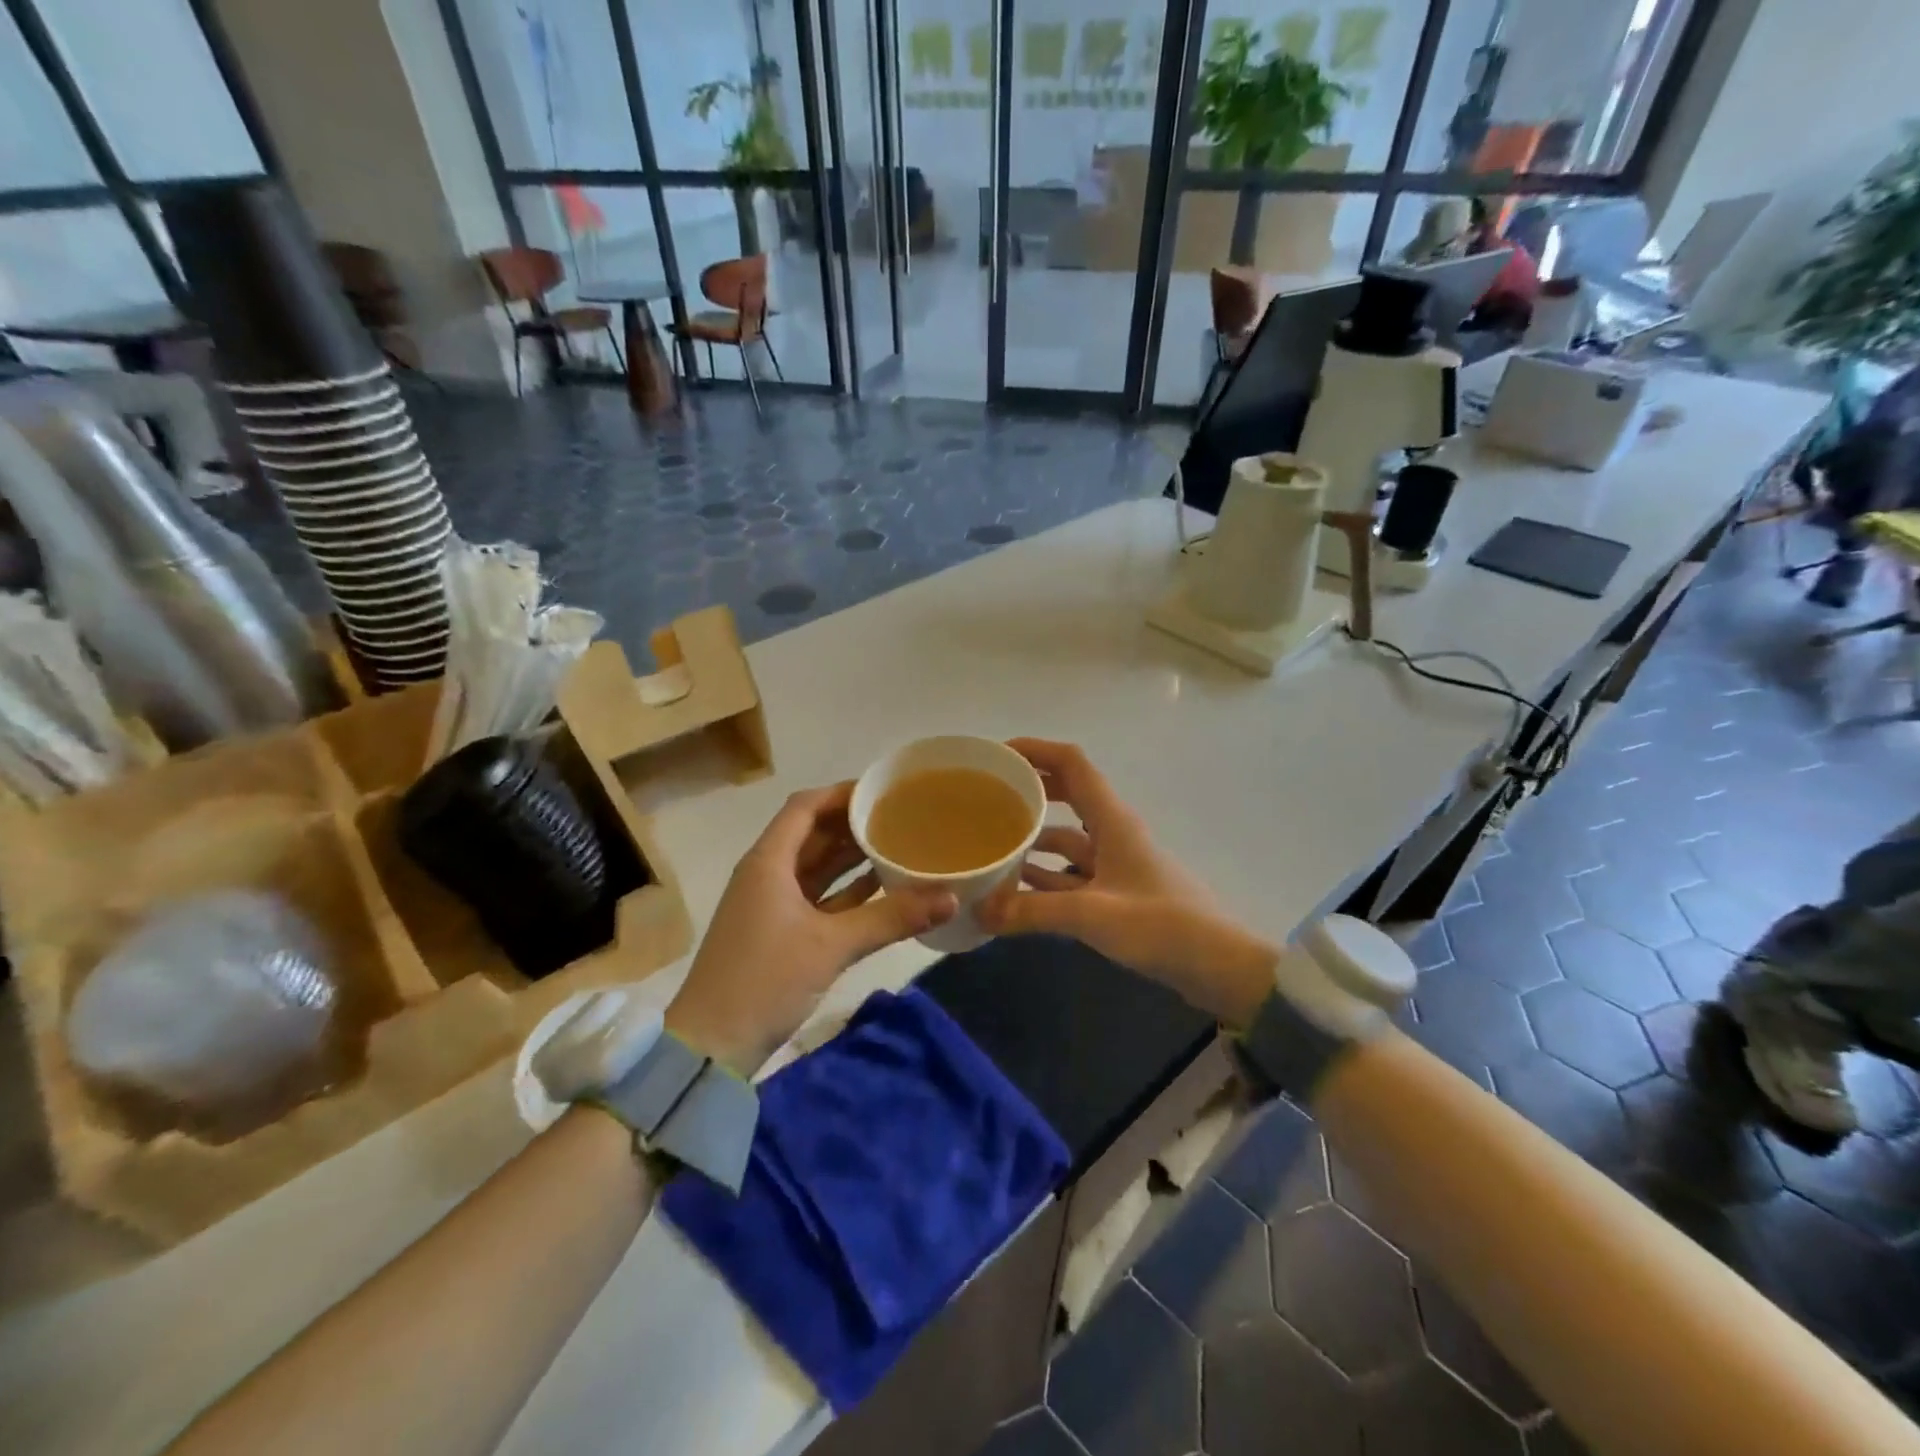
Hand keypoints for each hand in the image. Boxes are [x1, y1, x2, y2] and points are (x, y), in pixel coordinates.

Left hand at [665, 783, 955, 1075]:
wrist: (711, 1046)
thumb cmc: (764, 980)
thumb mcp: (831, 945)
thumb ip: (891, 918)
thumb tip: (950, 898)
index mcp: (768, 862)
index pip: (805, 807)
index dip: (842, 794)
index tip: (884, 791)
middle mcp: (768, 874)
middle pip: (812, 834)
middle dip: (853, 824)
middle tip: (901, 816)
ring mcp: (772, 905)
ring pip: (816, 868)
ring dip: (851, 857)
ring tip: (898, 844)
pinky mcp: (780, 933)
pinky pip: (818, 898)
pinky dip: (846, 890)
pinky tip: (881, 887)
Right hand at [976, 739, 1278, 1027]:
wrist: (1218, 965)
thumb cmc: (1161, 925)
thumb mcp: (1092, 915)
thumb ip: (1033, 911)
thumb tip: (979, 910)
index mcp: (1111, 819)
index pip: (1071, 763)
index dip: (1035, 749)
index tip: (996, 756)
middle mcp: (1112, 832)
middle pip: (1066, 794)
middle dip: (1029, 790)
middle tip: (986, 798)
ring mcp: (1115, 864)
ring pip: (1066, 838)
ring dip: (1033, 838)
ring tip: (992, 846)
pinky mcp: (1117, 894)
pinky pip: (1072, 874)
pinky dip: (1046, 877)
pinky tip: (1016, 890)